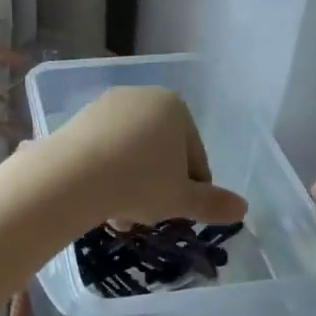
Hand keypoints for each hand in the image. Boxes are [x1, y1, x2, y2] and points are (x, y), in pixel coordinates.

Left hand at [47, 88, 247, 228]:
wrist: (72, 175)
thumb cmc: (139, 183)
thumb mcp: (181, 199)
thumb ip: (213, 203)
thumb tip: (243, 208)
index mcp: (175, 107)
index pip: (194, 157)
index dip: (191, 191)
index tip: (177, 214)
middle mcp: (143, 96)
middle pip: (161, 153)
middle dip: (157, 189)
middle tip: (146, 218)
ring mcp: (107, 105)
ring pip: (131, 153)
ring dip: (131, 186)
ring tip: (119, 217)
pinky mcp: (79, 119)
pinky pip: (104, 149)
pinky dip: (106, 173)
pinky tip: (98, 200)